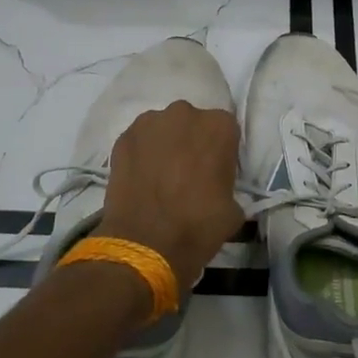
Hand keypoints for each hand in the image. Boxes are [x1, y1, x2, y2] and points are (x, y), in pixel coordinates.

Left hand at [96, 102, 244, 304]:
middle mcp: (185, 114)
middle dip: (191, 142)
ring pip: (164, 129)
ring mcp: (149, 122)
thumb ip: (228, 185)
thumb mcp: (233, 208)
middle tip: (188, 172)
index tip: (216, 171)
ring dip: (165, 145)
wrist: (146, 243)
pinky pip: (140, 141)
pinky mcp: (123, 137)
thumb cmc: (198, 225)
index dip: (221, 151)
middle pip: (192, 123)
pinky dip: (142, 154)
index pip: (225, 130)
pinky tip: (142, 178)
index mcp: (219, 126)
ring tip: (161, 175)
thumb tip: (217, 190)